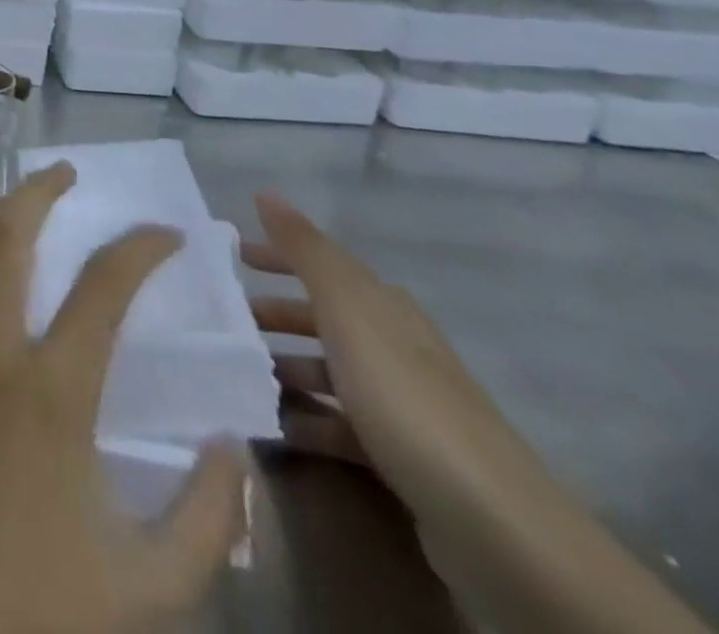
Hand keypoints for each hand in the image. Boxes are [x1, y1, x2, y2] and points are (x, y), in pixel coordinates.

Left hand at [0, 163, 247, 633]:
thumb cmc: (33, 615)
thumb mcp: (149, 587)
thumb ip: (207, 516)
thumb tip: (230, 446)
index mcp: (52, 392)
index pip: (104, 287)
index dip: (140, 248)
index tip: (165, 234)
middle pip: (9, 234)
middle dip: (40, 190)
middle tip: (63, 173)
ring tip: (8, 202)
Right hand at [244, 193, 712, 633]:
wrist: (495, 526)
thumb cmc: (406, 399)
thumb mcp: (348, 311)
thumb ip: (306, 251)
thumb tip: (267, 192)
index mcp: (384, 308)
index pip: (322, 265)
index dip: (278, 255)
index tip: (233, 256)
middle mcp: (395, 347)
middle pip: (323, 319)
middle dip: (273, 314)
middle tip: (223, 319)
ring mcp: (402, 405)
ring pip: (328, 371)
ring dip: (284, 368)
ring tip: (238, 373)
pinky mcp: (402, 456)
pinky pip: (338, 423)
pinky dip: (304, 418)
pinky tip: (273, 426)